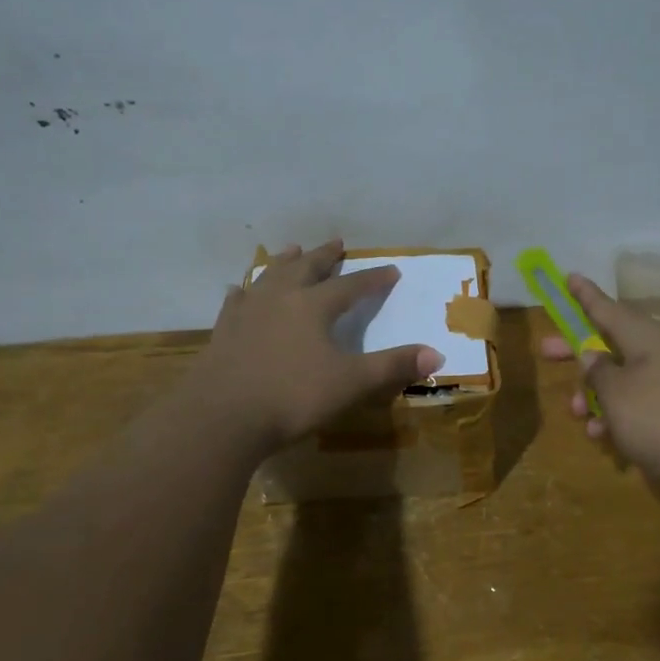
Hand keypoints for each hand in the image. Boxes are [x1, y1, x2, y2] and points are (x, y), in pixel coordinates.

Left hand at [185, 240, 444, 453]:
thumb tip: (437, 353)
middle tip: (337, 243)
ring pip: (270, 276)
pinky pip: (237, 301)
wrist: (221, 416)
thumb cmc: (292, 397)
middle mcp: (281, 298)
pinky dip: (245, 291)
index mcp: (314, 306)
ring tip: (294, 250)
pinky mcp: (224, 331)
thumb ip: (392, 366)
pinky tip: (241, 290)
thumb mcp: (351, 383)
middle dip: (325, 256)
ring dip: (286, 262)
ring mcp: (248, 312)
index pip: (352, 286)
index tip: (392, 269)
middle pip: (307, 268)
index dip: (374, 279)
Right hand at [539, 274, 659, 495]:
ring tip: (579, 415)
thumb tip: (592, 353)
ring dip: (597, 395)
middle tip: (546, 351)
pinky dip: (621, 417)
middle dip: (578, 352)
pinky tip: (607, 441)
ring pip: (625, 380)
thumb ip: (598, 371)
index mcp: (646, 338)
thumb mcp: (617, 394)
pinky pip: (643, 405)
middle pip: (611, 344)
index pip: (607, 308)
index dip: (584, 295)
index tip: (568, 276)